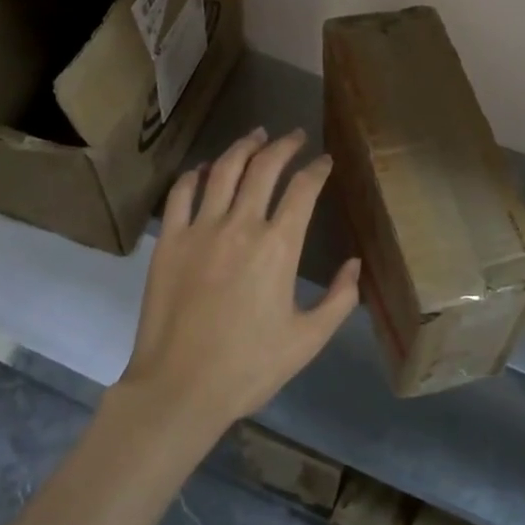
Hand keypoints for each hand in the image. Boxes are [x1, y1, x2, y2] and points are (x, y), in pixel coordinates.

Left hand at [119, 127, 361, 432]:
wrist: (179, 389)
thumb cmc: (248, 367)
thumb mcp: (308, 340)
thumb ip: (340, 299)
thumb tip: (355, 264)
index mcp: (279, 247)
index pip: (303, 189)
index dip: (317, 169)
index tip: (324, 161)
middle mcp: (241, 225)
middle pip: (264, 167)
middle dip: (284, 145)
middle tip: (294, 136)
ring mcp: (200, 229)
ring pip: (224, 170)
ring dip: (243, 146)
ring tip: (256, 135)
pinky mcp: (170, 240)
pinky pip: (182, 192)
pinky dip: (197, 173)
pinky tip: (207, 168)